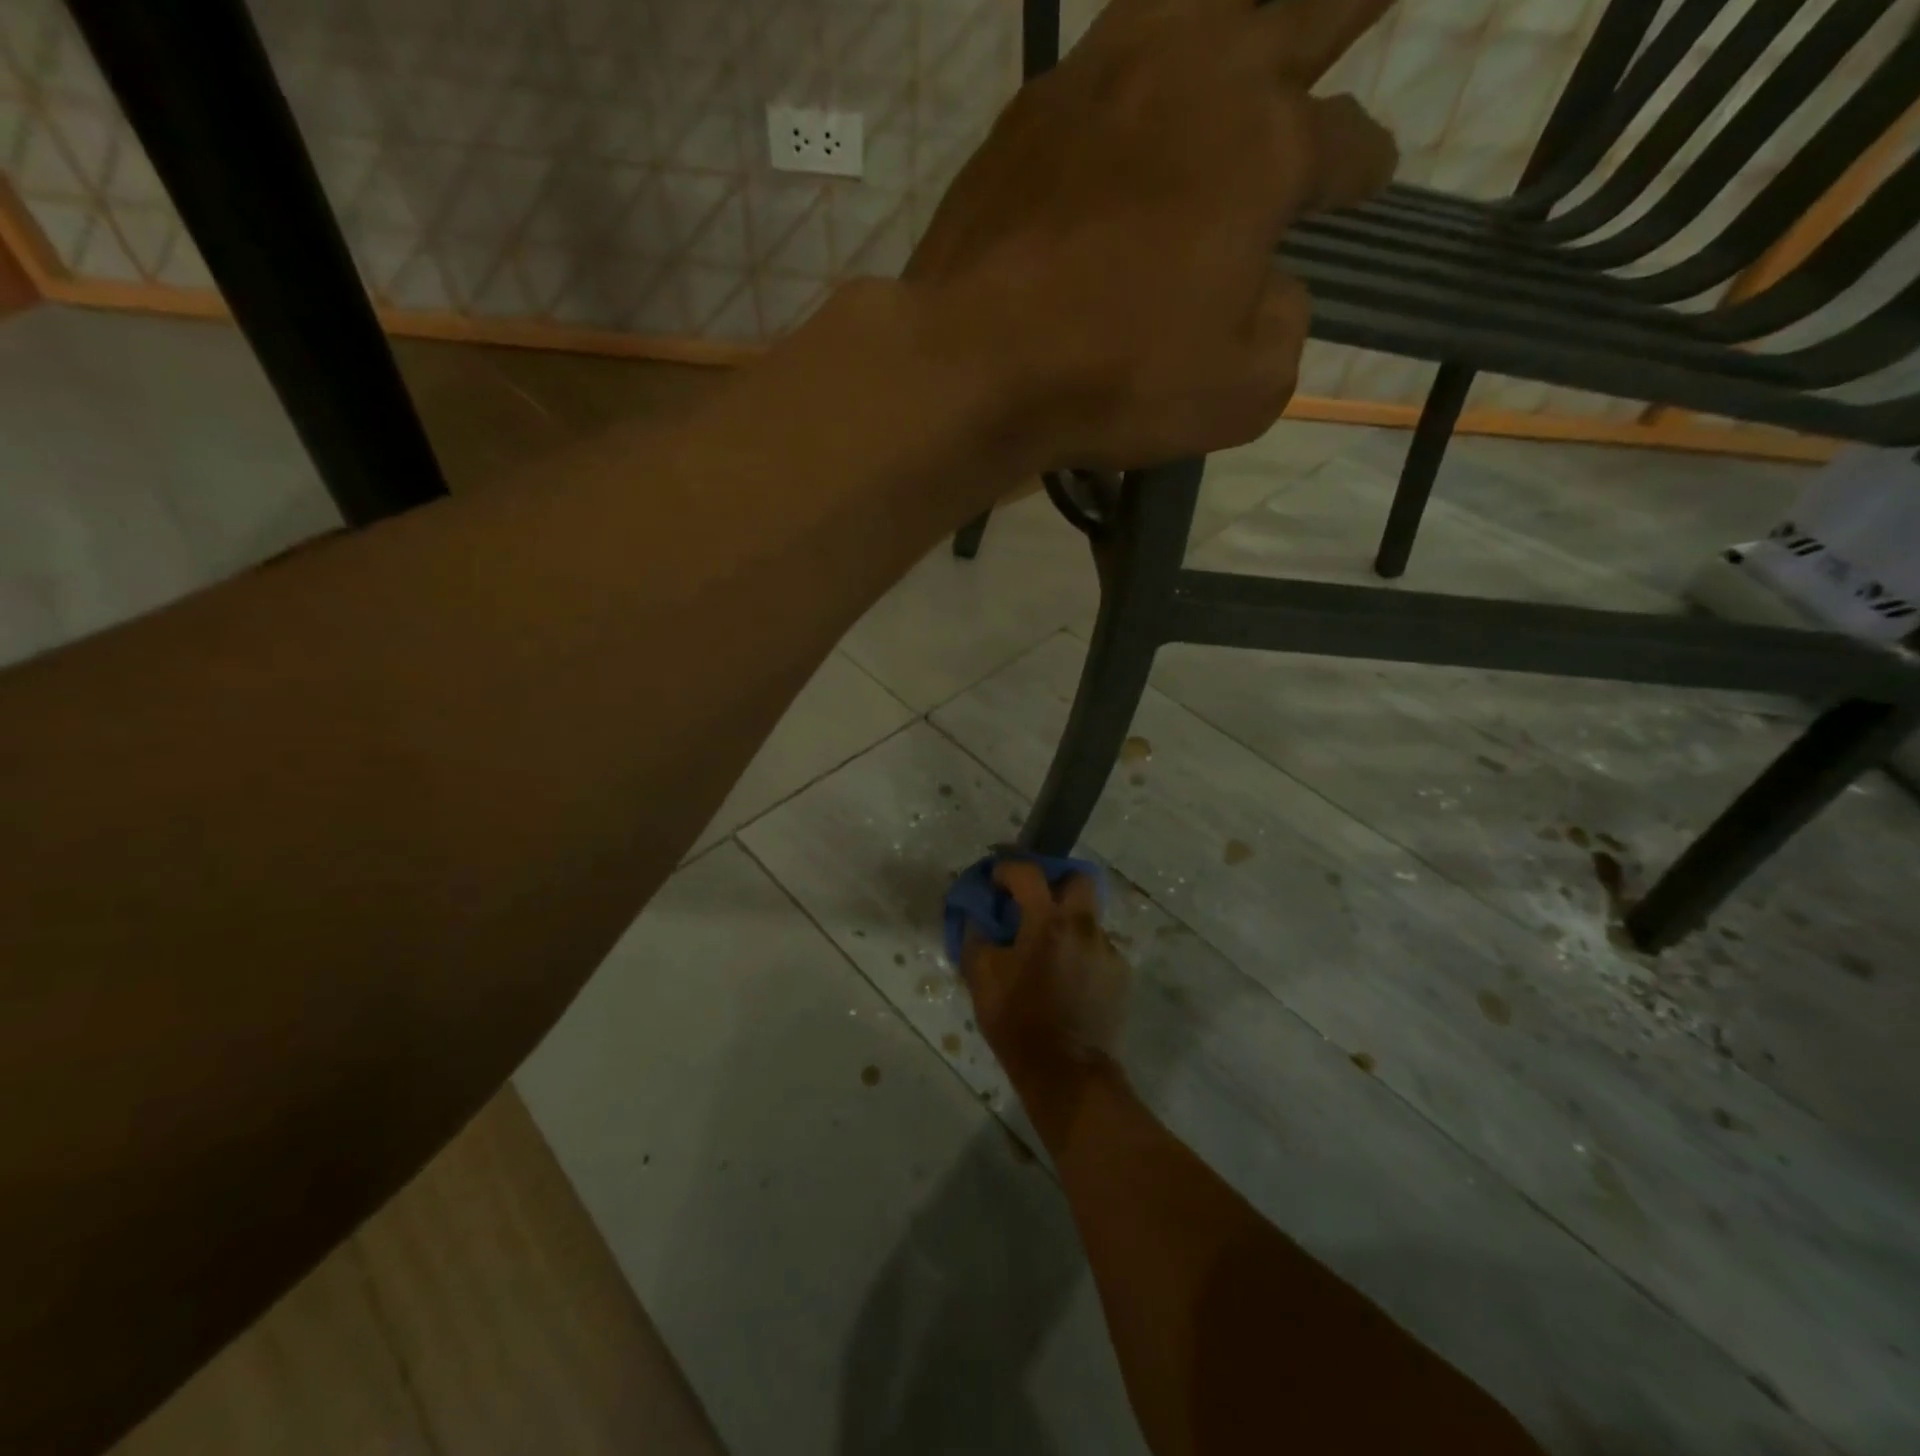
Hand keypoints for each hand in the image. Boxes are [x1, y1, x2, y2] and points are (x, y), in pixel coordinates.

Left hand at [907, 0, 1397, 473]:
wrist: (975, 362)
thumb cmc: (1118, 379)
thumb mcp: (1241, 390)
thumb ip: (1282, 328)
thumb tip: (1268, 290)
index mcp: (1266, 147)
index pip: (1343, 142)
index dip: (1364, 163)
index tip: (1370, 177)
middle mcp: (1195, 77)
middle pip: (1293, 19)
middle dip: (1342, 12)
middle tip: (1368, 0)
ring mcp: (1103, 78)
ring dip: (1235, 6)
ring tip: (1244, 20)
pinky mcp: (1031, 109)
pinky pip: (1103, 50)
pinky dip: (1138, 50)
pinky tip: (1140, 64)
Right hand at [962, 862, 1130, 1075]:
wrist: (1067, 1071)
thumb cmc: (1018, 1022)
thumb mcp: (982, 979)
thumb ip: (976, 938)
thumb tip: (977, 919)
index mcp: (1047, 921)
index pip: (1028, 873)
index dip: (1007, 868)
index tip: (995, 880)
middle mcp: (1084, 926)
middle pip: (1078, 879)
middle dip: (1055, 881)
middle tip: (1034, 901)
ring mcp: (1107, 950)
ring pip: (1088, 917)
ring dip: (1067, 922)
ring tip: (1048, 950)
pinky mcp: (1119, 974)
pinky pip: (1097, 947)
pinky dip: (1079, 951)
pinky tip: (1066, 977)